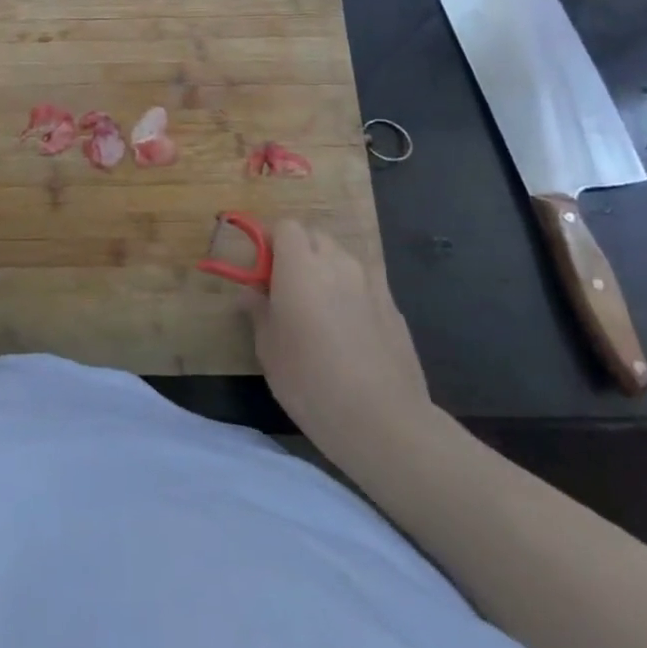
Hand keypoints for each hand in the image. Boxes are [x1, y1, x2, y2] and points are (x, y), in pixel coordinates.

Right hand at [245, 220, 434, 470]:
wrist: (383, 421)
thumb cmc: (310, 381)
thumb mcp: (268, 349)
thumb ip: (258, 310)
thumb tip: (252, 292)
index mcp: (300, 266)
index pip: (285, 227)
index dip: (271, 242)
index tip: (262, 272)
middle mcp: (337, 262)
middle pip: (315, 237)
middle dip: (299, 253)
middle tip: (287, 289)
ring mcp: (371, 282)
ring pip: (342, 259)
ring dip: (326, 271)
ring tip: (319, 310)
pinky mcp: (394, 306)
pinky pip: (364, 284)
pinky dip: (351, 293)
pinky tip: (349, 331)